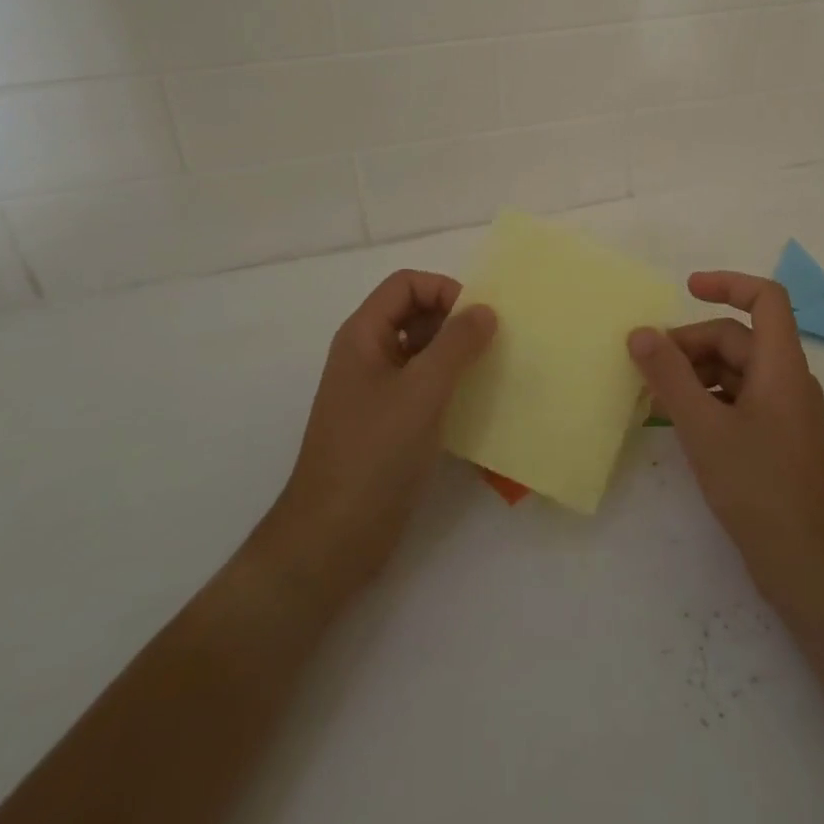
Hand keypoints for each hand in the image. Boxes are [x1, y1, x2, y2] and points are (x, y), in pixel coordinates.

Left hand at [258, 270, 496, 610]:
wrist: (332, 539)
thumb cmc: (374, 454)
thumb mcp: (422, 391)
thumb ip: (457, 344)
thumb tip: (485, 310)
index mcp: (363, 336)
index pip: (406, 285)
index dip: (443, 290)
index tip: (478, 319)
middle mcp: (367, 355)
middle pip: (414, 313)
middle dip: (454, 321)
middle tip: (492, 344)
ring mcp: (375, 391)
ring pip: (421, 351)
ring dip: (455, 354)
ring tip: (490, 371)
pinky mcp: (387, 424)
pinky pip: (422, 386)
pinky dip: (449, 385)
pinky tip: (475, 404)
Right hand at [628, 271, 823, 620]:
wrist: (812, 569)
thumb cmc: (760, 488)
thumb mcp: (704, 428)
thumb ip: (670, 377)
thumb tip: (640, 332)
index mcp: (782, 366)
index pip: (766, 298)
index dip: (727, 284)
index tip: (686, 289)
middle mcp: (789, 380)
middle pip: (739, 338)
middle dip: (691, 344)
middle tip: (647, 367)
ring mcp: (786, 413)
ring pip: (736, 372)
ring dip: (696, 374)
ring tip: (654, 397)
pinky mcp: (779, 442)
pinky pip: (740, 402)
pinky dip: (708, 401)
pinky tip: (679, 424)